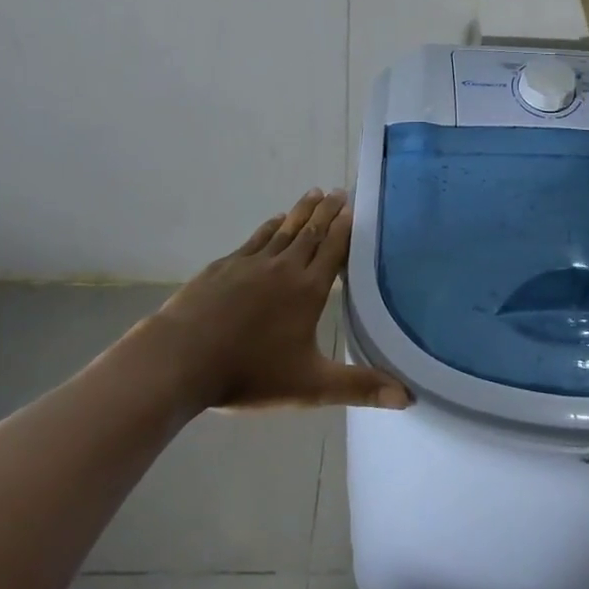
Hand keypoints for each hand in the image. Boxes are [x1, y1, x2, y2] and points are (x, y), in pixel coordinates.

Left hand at [146, 190, 410, 412]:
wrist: (181, 359)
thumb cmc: (249, 373)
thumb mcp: (310, 386)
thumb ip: (358, 387)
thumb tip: (407, 397)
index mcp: (308, 289)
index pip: (333, 249)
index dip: (345, 228)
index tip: (354, 207)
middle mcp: (284, 267)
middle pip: (310, 231)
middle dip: (326, 211)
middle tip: (338, 191)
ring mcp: (251, 262)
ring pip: (283, 229)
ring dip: (301, 211)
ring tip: (314, 193)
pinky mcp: (224, 266)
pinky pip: (255, 239)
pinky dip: (269, 226)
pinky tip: (273, 221)